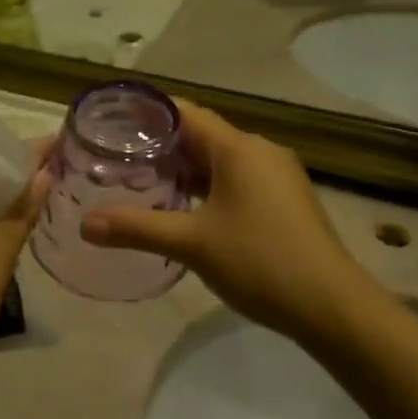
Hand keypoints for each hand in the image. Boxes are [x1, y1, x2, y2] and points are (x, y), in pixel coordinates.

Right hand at [79, 102, 367, 342]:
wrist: (332, 305)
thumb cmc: (260, 261)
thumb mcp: (192, 243)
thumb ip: (137, 228)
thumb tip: (85, 224)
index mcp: (238, 147)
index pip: (185, 113)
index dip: (148, 112)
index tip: (114, 120)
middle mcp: (259, 150)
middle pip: (202, 134)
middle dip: (161, 144)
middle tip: (118, 155)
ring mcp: (276, 175)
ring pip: (220, 159)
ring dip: (184, 167)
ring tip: (142, 179)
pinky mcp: (284, 199)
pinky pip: (236, 178)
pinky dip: (207, 185)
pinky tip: (184, 207)